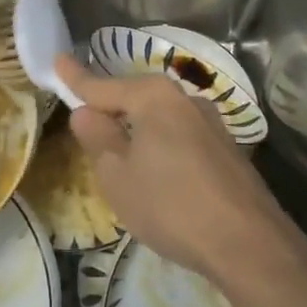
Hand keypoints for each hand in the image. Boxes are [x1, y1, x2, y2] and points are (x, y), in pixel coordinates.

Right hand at [56, 53, 291, 282]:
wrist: (248, 245)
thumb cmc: (170, 205)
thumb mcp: (117, 176)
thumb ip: (98, 138)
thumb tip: (85, 112)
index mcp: (154, 98)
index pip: (103, 85)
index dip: (76, 78)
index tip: (58, 61)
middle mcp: (185, 100)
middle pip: (136, 98)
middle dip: (111, 108)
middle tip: (86, 120)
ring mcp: (212, 124)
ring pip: (161, 120)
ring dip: (139, 131)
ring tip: (122, 156)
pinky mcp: (228, 150)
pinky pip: (181, 138)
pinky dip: (163, 148)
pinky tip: (160, 176)